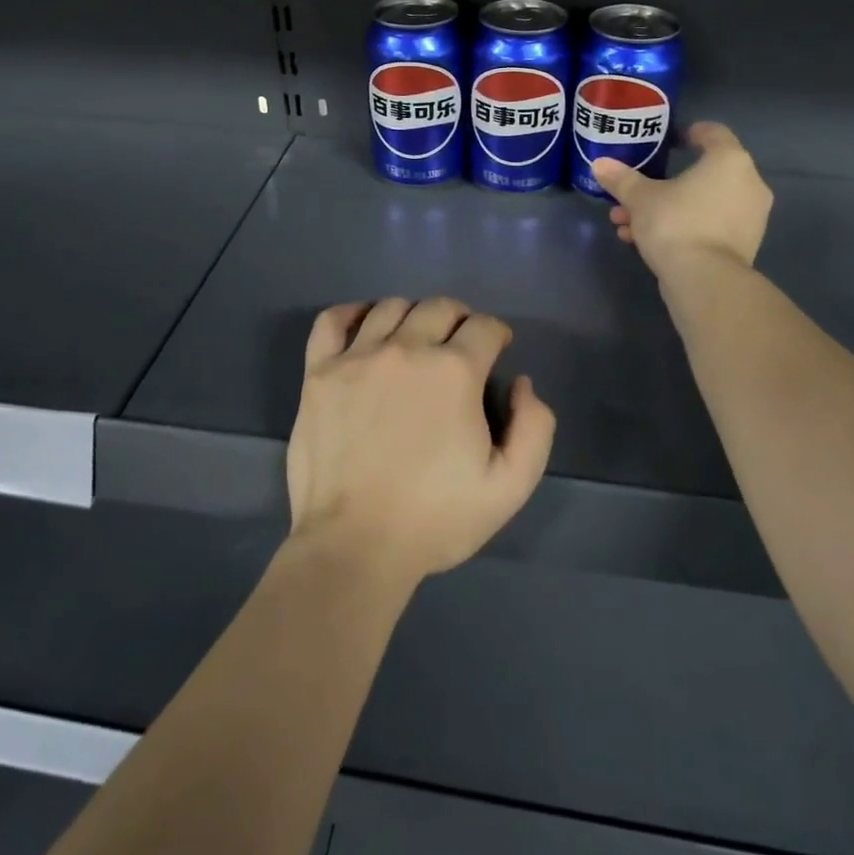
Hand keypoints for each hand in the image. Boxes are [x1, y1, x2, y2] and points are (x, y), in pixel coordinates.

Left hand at [286, 297, 555, 584]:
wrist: (354, 546)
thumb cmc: (435, 518)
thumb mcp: (510, 487)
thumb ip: (534, 428)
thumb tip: (521, 385)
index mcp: (454, 371)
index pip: (484, 326)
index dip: (496, 334)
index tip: (496, 350)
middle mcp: (406, 349)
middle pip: (439, 308)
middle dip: (459, 319)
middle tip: (460, 345)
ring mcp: (356, 358)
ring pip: (391, 308)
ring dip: (413, 315)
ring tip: (415, 339)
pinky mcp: (319, 373)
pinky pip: (332, 321)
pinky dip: (351, 314)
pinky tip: (363, 327)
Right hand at [591, 121, 772, 274]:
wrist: (705, 281)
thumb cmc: (676, 224)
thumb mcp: (640, 199)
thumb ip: (621, 179)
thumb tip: (599, 164)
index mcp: (729, 161)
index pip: (713, 133)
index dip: (688, 133)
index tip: (667, 141)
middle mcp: (748, 183)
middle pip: (701, 174)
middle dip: (661, 184)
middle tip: (632, 194)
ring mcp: (750, 217)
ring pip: (700, 203)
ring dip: (665, 209)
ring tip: (628, 224)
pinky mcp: (743, 245)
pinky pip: (708, 225)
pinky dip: (682, 227)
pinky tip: (644, 242)